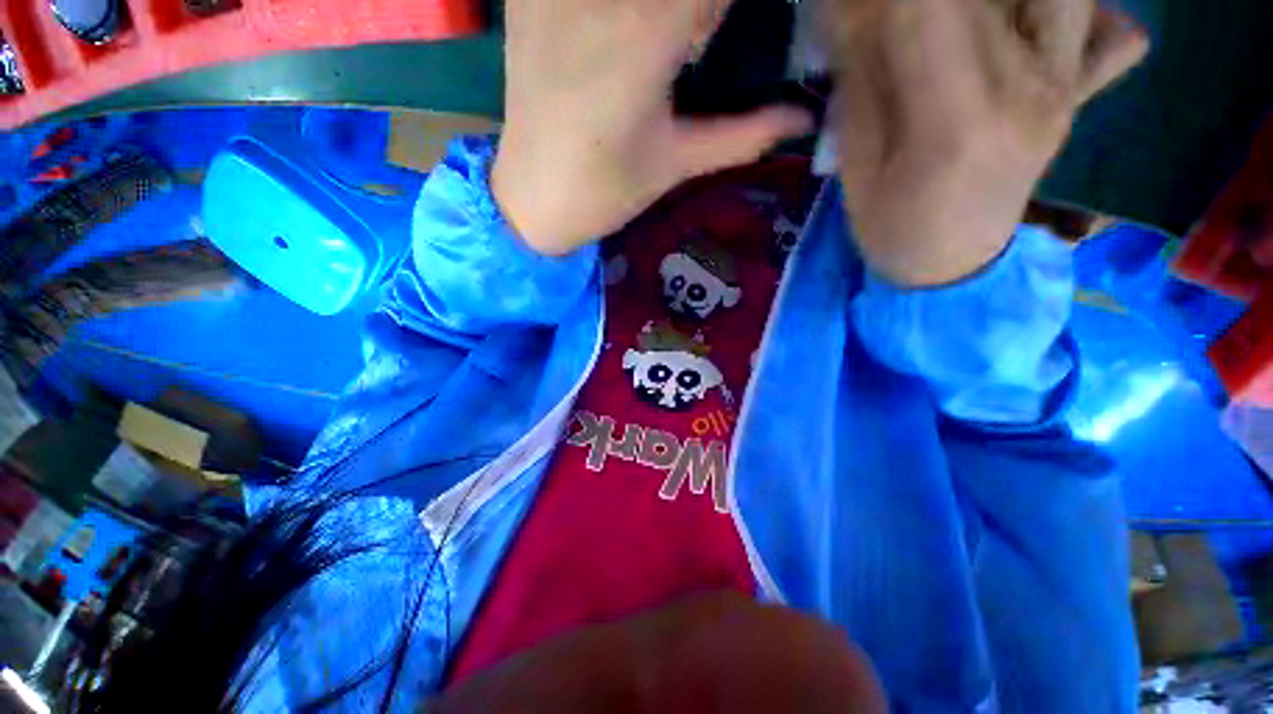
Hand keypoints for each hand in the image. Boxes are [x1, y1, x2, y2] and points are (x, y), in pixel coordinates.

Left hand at [493, 0, 812, 255]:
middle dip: (700, 15)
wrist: (532, 199)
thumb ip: (743, 134)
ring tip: (669, 51)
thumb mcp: (677, 163)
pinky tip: (622, 36)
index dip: (725, 13)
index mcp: (646, 36)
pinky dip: (623, 11)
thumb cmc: (605, 192)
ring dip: (669, 13)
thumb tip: (803, 118)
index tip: (733, 34)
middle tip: (693, 51)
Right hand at [825, 0, 1148, 285]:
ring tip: (963, 24)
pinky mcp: (1077, 92)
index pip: (923, 8)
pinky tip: (1032, 22)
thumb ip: (865, 84)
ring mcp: (1064, 88)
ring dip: (998, 5)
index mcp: (955, 124)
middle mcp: (1028, 90)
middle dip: (925, 0)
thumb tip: (857, 10)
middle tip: (896, 22)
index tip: (856, 10)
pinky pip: (1110, 30)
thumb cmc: (888, 226)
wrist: (949, 266)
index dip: (879, 0)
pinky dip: (1076, 13)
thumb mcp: (856, 165)